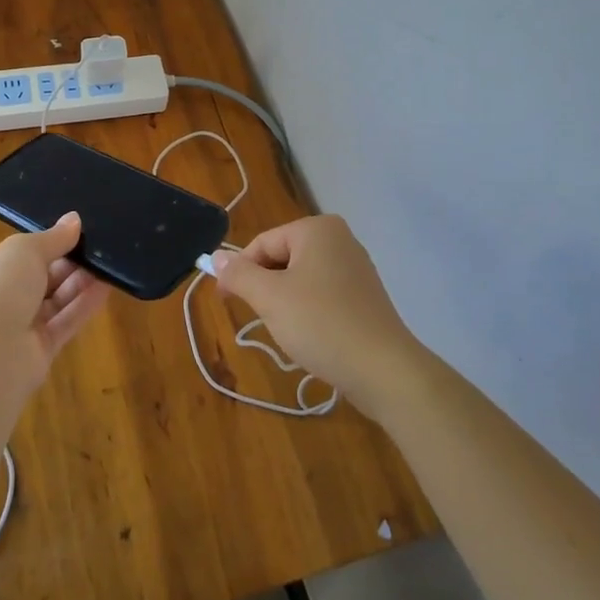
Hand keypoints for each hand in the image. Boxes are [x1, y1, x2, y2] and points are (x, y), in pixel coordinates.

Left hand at [0, 213, 109, 385]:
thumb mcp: (25, 250)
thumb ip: (53, 237)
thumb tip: (74, 219)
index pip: (19, 256)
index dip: (47, 244)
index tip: (75, 232)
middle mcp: (1, 300)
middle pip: (41, 278)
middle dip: (67, 262)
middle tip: (98, 246)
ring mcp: (20, 328)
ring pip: (55, 300)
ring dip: (80, 282)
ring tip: (109, 262)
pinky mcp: (41, 351)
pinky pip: (66, 322)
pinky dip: (85, 305)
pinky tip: (107, 287)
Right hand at [209, 215, 422, 417]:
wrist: (384, 370)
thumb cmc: (321, 324)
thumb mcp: (270, 298)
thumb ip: (239, 274)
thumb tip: (216, 257)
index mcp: (317, 229)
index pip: (262, 243)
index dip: (240, 272)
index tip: (226, 301)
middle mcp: (339, 239)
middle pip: (282, 258)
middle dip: (265, 288)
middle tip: (262, 319)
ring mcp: (356, 268)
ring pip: (300, 279)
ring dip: (285, 302)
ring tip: (289, 331)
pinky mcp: (365, 296)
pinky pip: (322, 294)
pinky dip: (308, 311)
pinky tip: (311, 336)